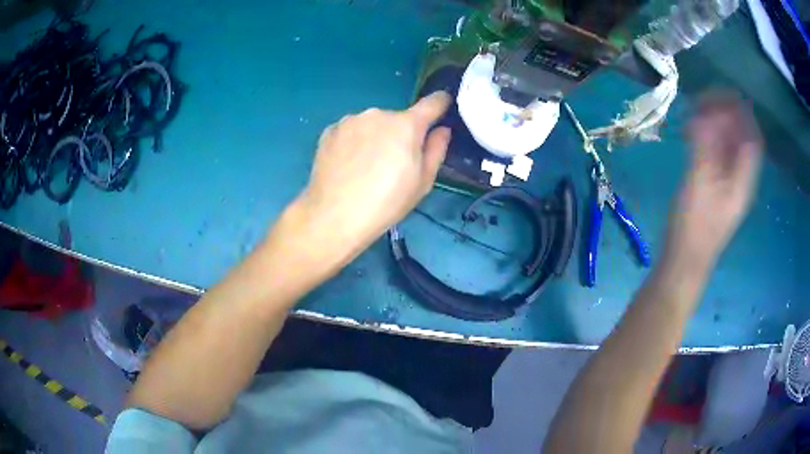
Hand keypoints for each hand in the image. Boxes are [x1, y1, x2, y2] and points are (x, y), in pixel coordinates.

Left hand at [291, 92, 451, 265]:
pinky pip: (351, 131)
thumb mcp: (422, 182)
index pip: (432, 103)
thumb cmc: (386, 203)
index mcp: (406, 125)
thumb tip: (442, 129)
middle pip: (397, 119)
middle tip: (392, 164)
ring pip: (372, 124)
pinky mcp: (330, 130)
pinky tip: (347, 165)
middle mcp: (378, 114)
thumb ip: (436, 150)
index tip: (443, 105)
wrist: (334, 216)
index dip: (441, 103)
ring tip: (365, 167)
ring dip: (375, 137)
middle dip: (399, 134)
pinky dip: (353, 142)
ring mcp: (351, 120)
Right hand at [666, 93, 762, 266]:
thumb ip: (703, 147)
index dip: (742, 113)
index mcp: (743, 179)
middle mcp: (740, 179)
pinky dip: (709, 139)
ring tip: (696, 112)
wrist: (685, 262)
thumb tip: (703, 113)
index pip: (752, 138)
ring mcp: (728, 185)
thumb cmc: (694, 227)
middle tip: (703, 99)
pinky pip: (719, 156)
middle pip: (741, 139)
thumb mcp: (699, 184)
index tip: (723, 93)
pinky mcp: (716, 189)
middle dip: (726, 114)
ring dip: (716, 125)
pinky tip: (694, 134)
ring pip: (730, 146)